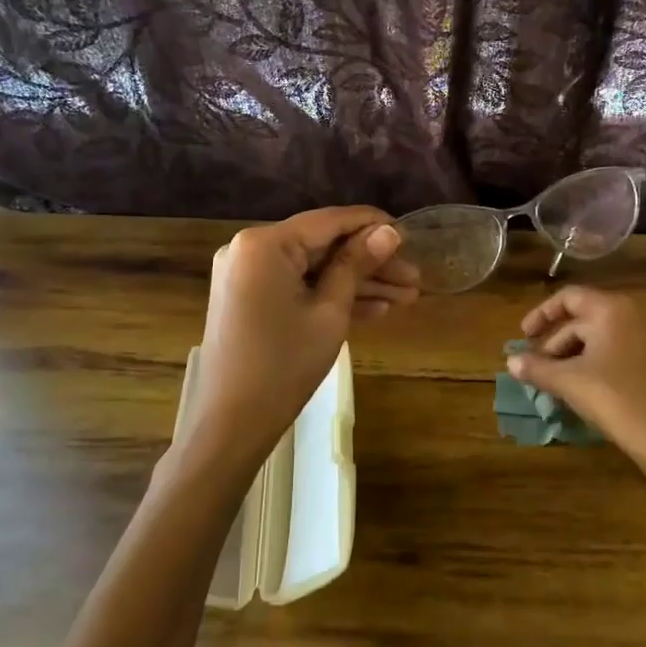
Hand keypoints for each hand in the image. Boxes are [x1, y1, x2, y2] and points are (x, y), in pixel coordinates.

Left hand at [180, 207, 417, 478]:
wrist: (231, 425)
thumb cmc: (284, 365)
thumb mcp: (330, 312)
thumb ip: (357, 265)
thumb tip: (389, 231)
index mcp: (265, 243)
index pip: (329, 221)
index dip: (372, 225)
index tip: (410, 235)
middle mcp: (250, 249)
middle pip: (322, 246)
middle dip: (370, 264)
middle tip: (414, 279)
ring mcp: (247, 275)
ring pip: (312, 269)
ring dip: (356, 283)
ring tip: (406, 298)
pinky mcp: (249, 299)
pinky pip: (296, 287)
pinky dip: (329, 296)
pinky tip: (375, 310)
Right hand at [510, 286, 645, 489]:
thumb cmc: (614, 397)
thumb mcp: (568, 382)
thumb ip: (536, 368)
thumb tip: (510, 361)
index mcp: (610, 309)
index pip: (568, 298)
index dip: (541, 315)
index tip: (524, 337)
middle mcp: (630, 315)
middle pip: (581, 320)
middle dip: (554, 344)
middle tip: (536, 370)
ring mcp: (644, 338)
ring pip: (596, 339)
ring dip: (570, 357)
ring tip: (554, 384)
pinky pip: (613, 352)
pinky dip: (591, 365)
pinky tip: (579, 389)